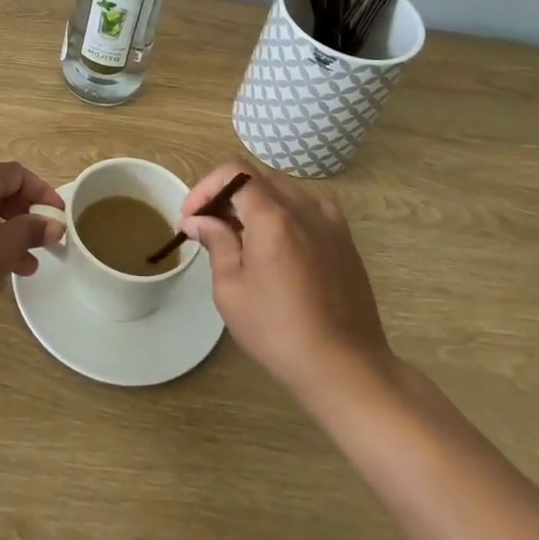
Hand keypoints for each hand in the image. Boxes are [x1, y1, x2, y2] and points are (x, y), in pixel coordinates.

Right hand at [181, 161, 394, 406]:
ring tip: (240, 239)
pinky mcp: (345, 241)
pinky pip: (307, 212)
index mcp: (273, 216)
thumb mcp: (231, 290)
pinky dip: (284, 217)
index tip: (192, 216)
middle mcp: (304, 208)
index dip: (206, 186)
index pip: (234, 171)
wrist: (346, 368)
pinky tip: (277, 250)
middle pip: (259, 179)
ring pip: (284, 193)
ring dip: (256, 205)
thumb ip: (216, 243)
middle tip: (209, 227)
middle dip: (228, 195)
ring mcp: (330, 223)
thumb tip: (199, 220)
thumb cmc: (278, 331)